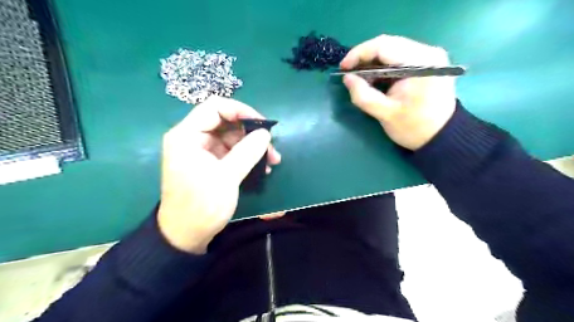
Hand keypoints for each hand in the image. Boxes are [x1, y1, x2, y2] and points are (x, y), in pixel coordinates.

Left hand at [156, 96, 280, 253]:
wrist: (186, 235)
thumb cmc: (201, 205)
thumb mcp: (226, 177)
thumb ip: (247, 152)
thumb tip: (265, 133)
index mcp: (187, 136)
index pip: (215, 107)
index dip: (240, 111)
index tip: (262, 124)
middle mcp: (193, 138)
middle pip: (226, 122)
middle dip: (251, 133)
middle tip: (271, 147)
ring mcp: (202, 151)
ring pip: (232, 138)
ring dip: (253, 146)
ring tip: (272, 161)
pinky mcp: (211, 163)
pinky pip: (232, 152)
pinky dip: (248, 157)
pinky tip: (262, 168)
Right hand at [339, 35, 457, 150]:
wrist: (441, 137)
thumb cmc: (414, 128)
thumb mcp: (385, 114)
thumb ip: (363, 95)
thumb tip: (347, 78)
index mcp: (421, 63)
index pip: (384, 46)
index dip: (359, 54)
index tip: (343, 68)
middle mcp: (428, 52)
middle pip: (388, 44)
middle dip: (365, 57)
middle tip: (349, 73)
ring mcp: (429, 56)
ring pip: (393, 49)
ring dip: (373, 62)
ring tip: (360, 78)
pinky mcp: (427, 63)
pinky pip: (399, 57)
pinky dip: (383, 66)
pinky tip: (375, 79)